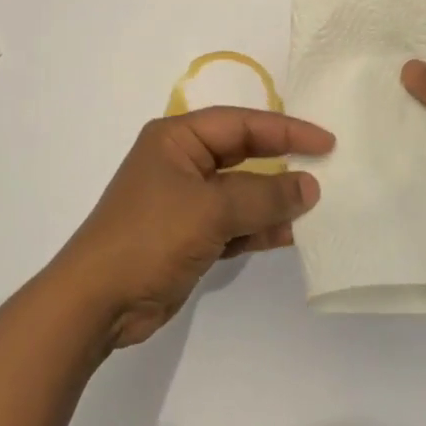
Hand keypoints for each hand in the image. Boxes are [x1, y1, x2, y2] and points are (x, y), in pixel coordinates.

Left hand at [52, 108, 333, 349]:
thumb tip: (309, 186)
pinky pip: (233, 224)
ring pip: (240, 193)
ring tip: (317, 207)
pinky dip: (258, 229)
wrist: (98, 301)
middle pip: (242, 155)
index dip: (285, 129)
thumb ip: (264, 196)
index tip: (326, 141)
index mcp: (176, 139)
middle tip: (327, 167)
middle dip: (282, 162)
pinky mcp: (188, 237)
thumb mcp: (211, 210)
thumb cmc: (150, 237)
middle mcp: (180, 163)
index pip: (240, 124)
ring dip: (273, 201)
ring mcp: (184, 202)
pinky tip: (289, 234)